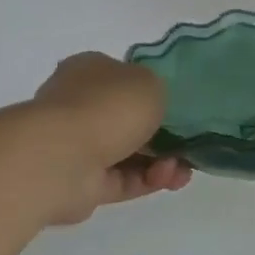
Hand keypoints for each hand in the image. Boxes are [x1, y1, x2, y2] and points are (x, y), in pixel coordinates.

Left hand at [30, 53, 191, 224]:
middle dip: (166, 134)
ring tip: (182, 169)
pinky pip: (126, 180)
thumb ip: (158, 90)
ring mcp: (78, 147)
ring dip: (163, 161)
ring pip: (132, 153)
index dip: (156, 94)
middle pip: (131, 121)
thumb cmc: (108, 107)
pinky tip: (170, 179)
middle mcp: (79, 106)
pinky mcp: (82, 183)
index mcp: (89, 71)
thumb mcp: (151, 82)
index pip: (124, 79)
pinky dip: (151, 180)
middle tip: (191, 142)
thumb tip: (151, 107)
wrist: (63, 158)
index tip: (181, 108)